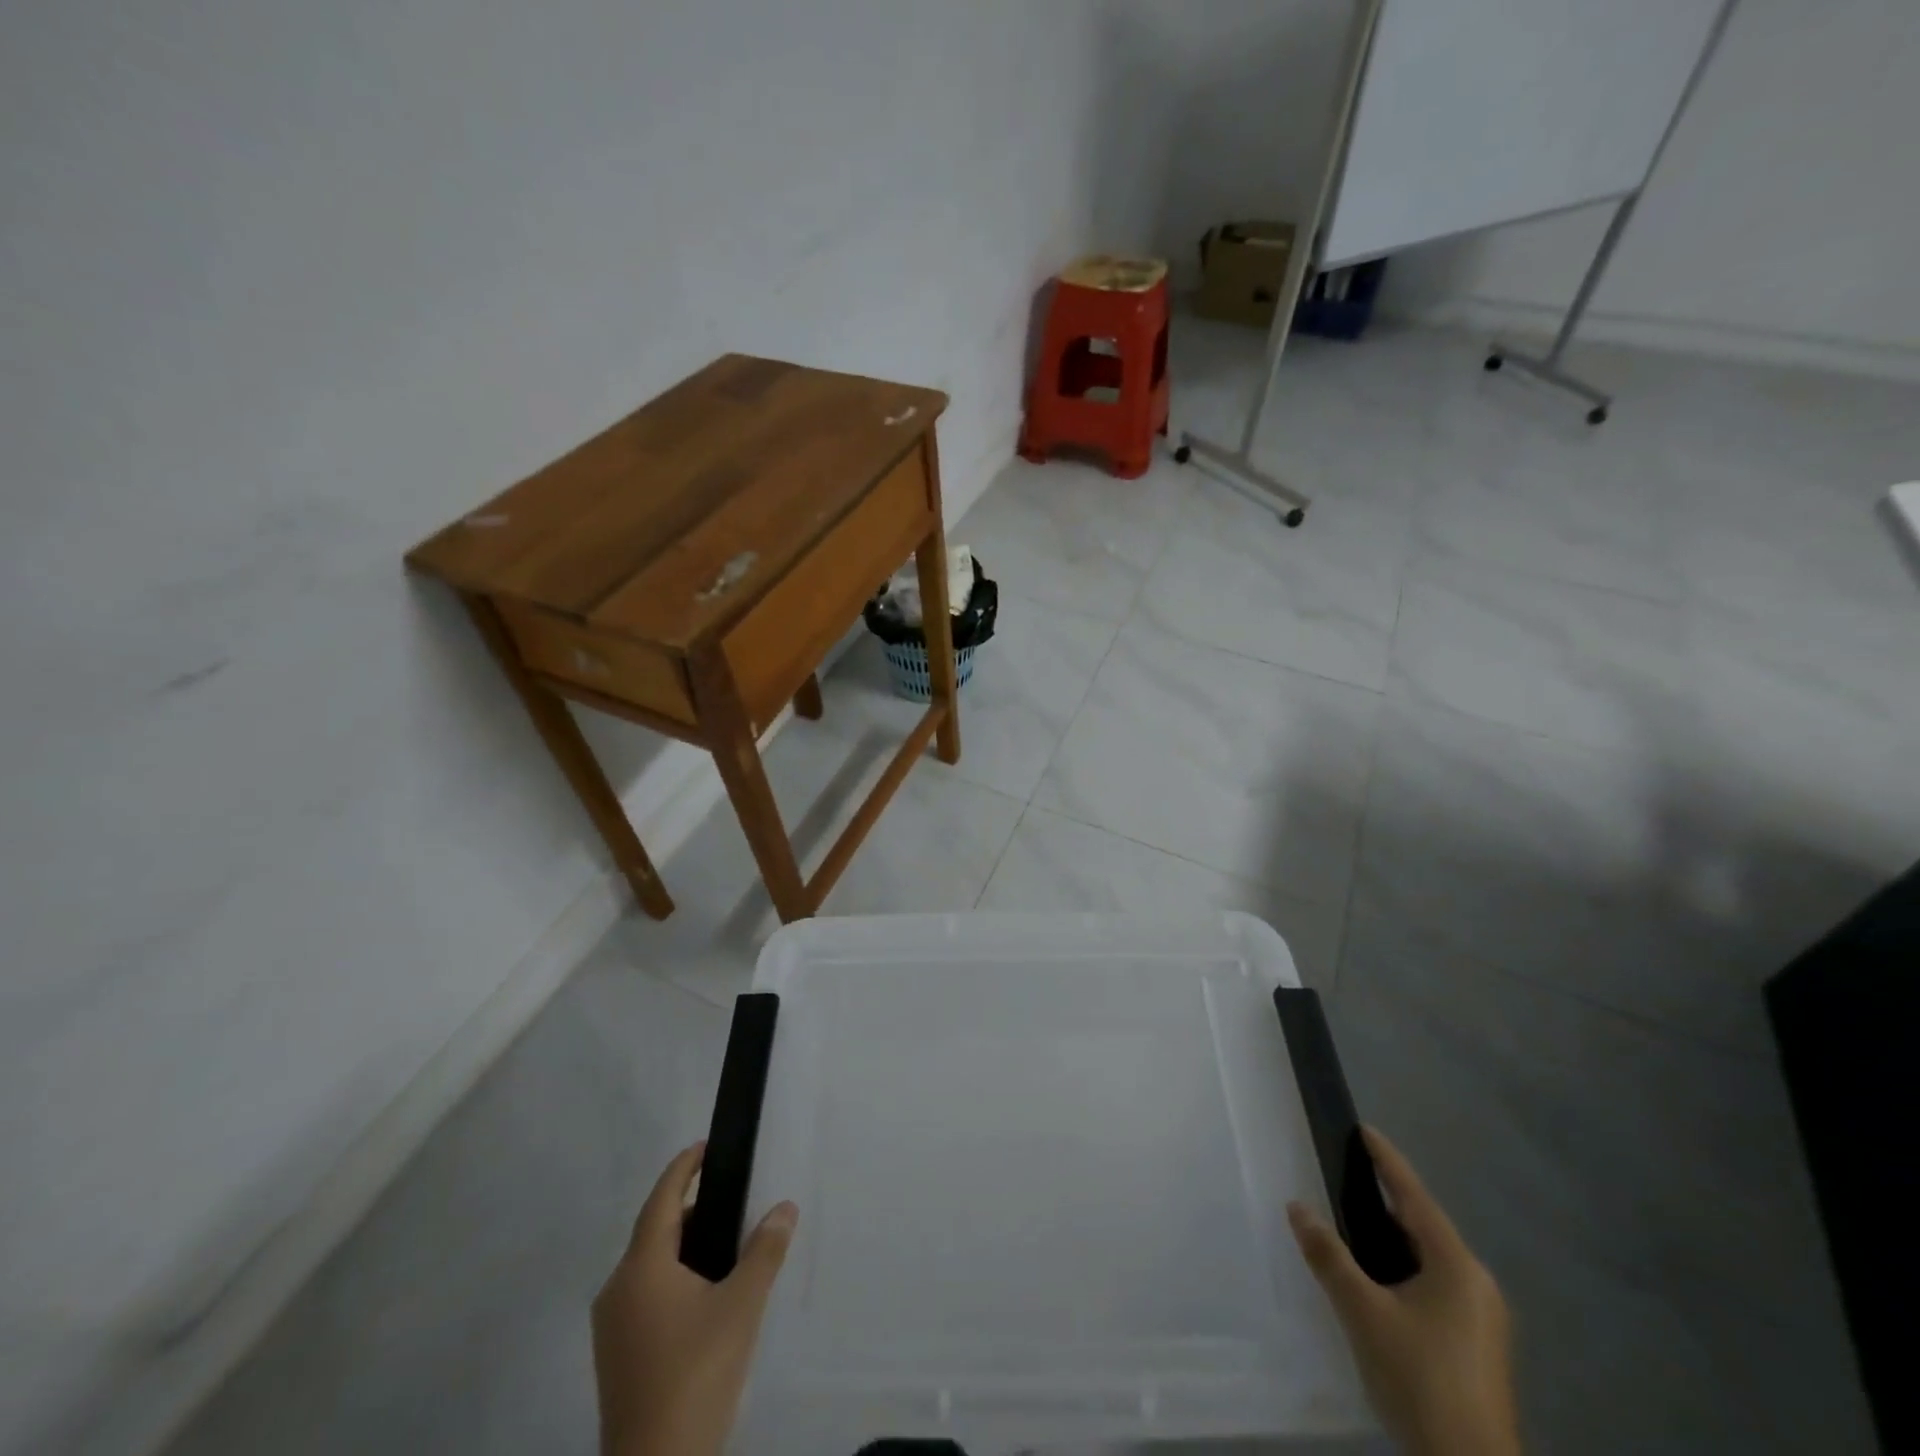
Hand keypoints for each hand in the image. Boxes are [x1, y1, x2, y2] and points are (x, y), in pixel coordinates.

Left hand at [591, 1142, 797, 1455]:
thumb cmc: (696, 1374)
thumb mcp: (742, 1306)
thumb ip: (764, 1251)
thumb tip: (784, 1207)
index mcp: (642, 1268)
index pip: (662, 1199)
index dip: (683, 1168)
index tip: (706, 1146)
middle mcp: (617, 1290)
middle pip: (655, 1232)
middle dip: (692, 1212)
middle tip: (733, 1204)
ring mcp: (611, 1328)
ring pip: (649, 1267)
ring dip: (684, 1249)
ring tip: (726, 1250)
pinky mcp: (615, 1358)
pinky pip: (645, 1296)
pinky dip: (673, 1280)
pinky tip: (704, 1298)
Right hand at [1288, 1128, 1519, 1455]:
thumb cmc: (1419, 1379)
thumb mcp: (1362, 1312)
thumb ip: (1328, 1256)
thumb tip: (1297, 1207)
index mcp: (1457, 1266)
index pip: (1414, 1196)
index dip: (1387, 1161)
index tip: (1365, 1130)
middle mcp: (1477, 1284)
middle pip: (1425, 1227)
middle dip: (1387, 1201)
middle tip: (1349, 1177)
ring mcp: (1483, 1319)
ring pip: (1431, 1260)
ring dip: (1395, 1240)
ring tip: (1356, 1224)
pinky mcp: (1478, 1347)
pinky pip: (1436, 1286)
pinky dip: (1405, 1270)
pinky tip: (1380, 1282)